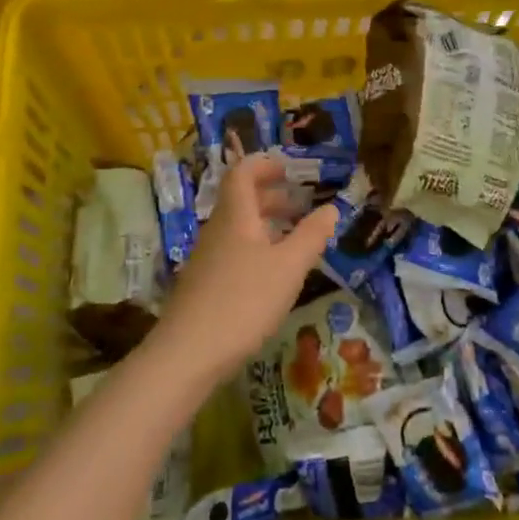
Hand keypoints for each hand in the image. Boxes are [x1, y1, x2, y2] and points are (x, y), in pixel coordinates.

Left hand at [154, 155, 336, 386]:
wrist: (187, 355)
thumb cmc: (243, 301)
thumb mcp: (288, 267)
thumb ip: (311, 236)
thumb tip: (331, 207)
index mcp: (236, 215)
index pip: (243, 172)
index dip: (265, 164)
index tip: (289, 169)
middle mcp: (218, 229)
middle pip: (242, 199)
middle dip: (272, 196)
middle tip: (302, 204)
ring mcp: (207, 258)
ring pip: (239, 227)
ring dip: (266, 224)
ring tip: (295, 239)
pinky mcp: (205, 284)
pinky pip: (234, 250)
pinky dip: (257, 248)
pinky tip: (273, 274)